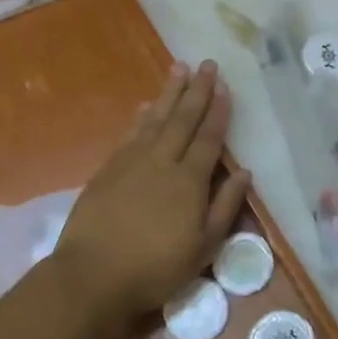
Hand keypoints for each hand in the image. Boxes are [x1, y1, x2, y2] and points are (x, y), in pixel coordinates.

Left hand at [54, 60, 250, 326]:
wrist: (92, 274)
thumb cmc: (155, 267)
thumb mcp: (203, 247)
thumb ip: (225, 206)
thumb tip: (245, 172)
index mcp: (190, 180)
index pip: (209, 137)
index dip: (218, 111)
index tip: (225, 86)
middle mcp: (162, 161)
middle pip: (183, 119)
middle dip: (197, 90)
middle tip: (207, 64)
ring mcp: (132, 162)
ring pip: (155, 119)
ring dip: (169, 93)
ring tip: (179, 68)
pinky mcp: (108, 169)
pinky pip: (130, 134)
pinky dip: (140, 117)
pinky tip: (145, 106)